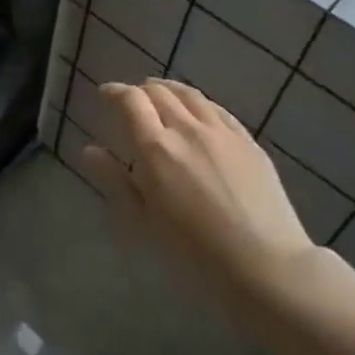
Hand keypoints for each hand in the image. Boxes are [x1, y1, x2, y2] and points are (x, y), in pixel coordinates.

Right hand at [81, 79, 314, 314]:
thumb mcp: (144, 221)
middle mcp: (187, 129)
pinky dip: (198, 103)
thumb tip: (89, 150)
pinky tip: (198, 111)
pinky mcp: (248, 142)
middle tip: (131, 99)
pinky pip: (218, 110)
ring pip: (191, 96)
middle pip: (160, 93)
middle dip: (140, 90)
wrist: (265, 265)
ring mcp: (222, 133)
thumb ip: (115, 180)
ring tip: (161, 94)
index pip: (131, 102)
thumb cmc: (194, 252)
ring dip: (170, 89)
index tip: (105, 93)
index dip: (115, 92)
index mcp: (156, 148)